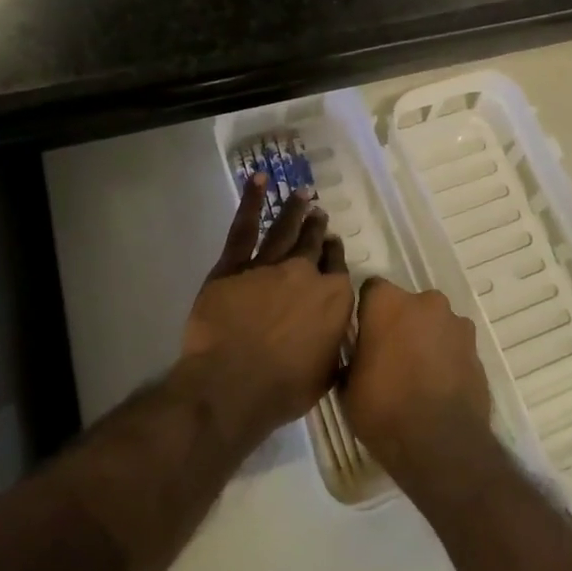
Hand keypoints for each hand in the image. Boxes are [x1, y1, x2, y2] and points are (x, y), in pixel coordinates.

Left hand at [178, 172, 353, 449]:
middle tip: (318, 213)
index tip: (332, 244)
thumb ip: (334, 350)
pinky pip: (245, 228)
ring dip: (295, 210)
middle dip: (317, 227)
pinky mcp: (234, 266)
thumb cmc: (283, 389)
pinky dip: (252, 201)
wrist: (232, 385)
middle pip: (313, 244)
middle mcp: (305, 274)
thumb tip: (339, 342)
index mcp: (333, 299)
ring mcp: (269, 265)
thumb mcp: (325, 376)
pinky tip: (260, 181)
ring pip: (285, 230)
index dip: (334, 253)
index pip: (337, 267)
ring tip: (302, 194)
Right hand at [343, 278, 491, 480]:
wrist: (441, 444)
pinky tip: (438, 386)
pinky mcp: (477, 349)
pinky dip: (446, 358)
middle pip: (407, 305)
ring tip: (418, 375)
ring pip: (434, 324)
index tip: (363, 336)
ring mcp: (456, 324)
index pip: (371, 290)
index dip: (366, 312)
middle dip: (400, 324)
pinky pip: (454, 345)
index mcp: (388, 303)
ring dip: (426, 339)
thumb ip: (354, 358)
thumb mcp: (348, 387)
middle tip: (390, 357)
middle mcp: (425, 302)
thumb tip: (358, 357)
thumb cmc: (384, 409)